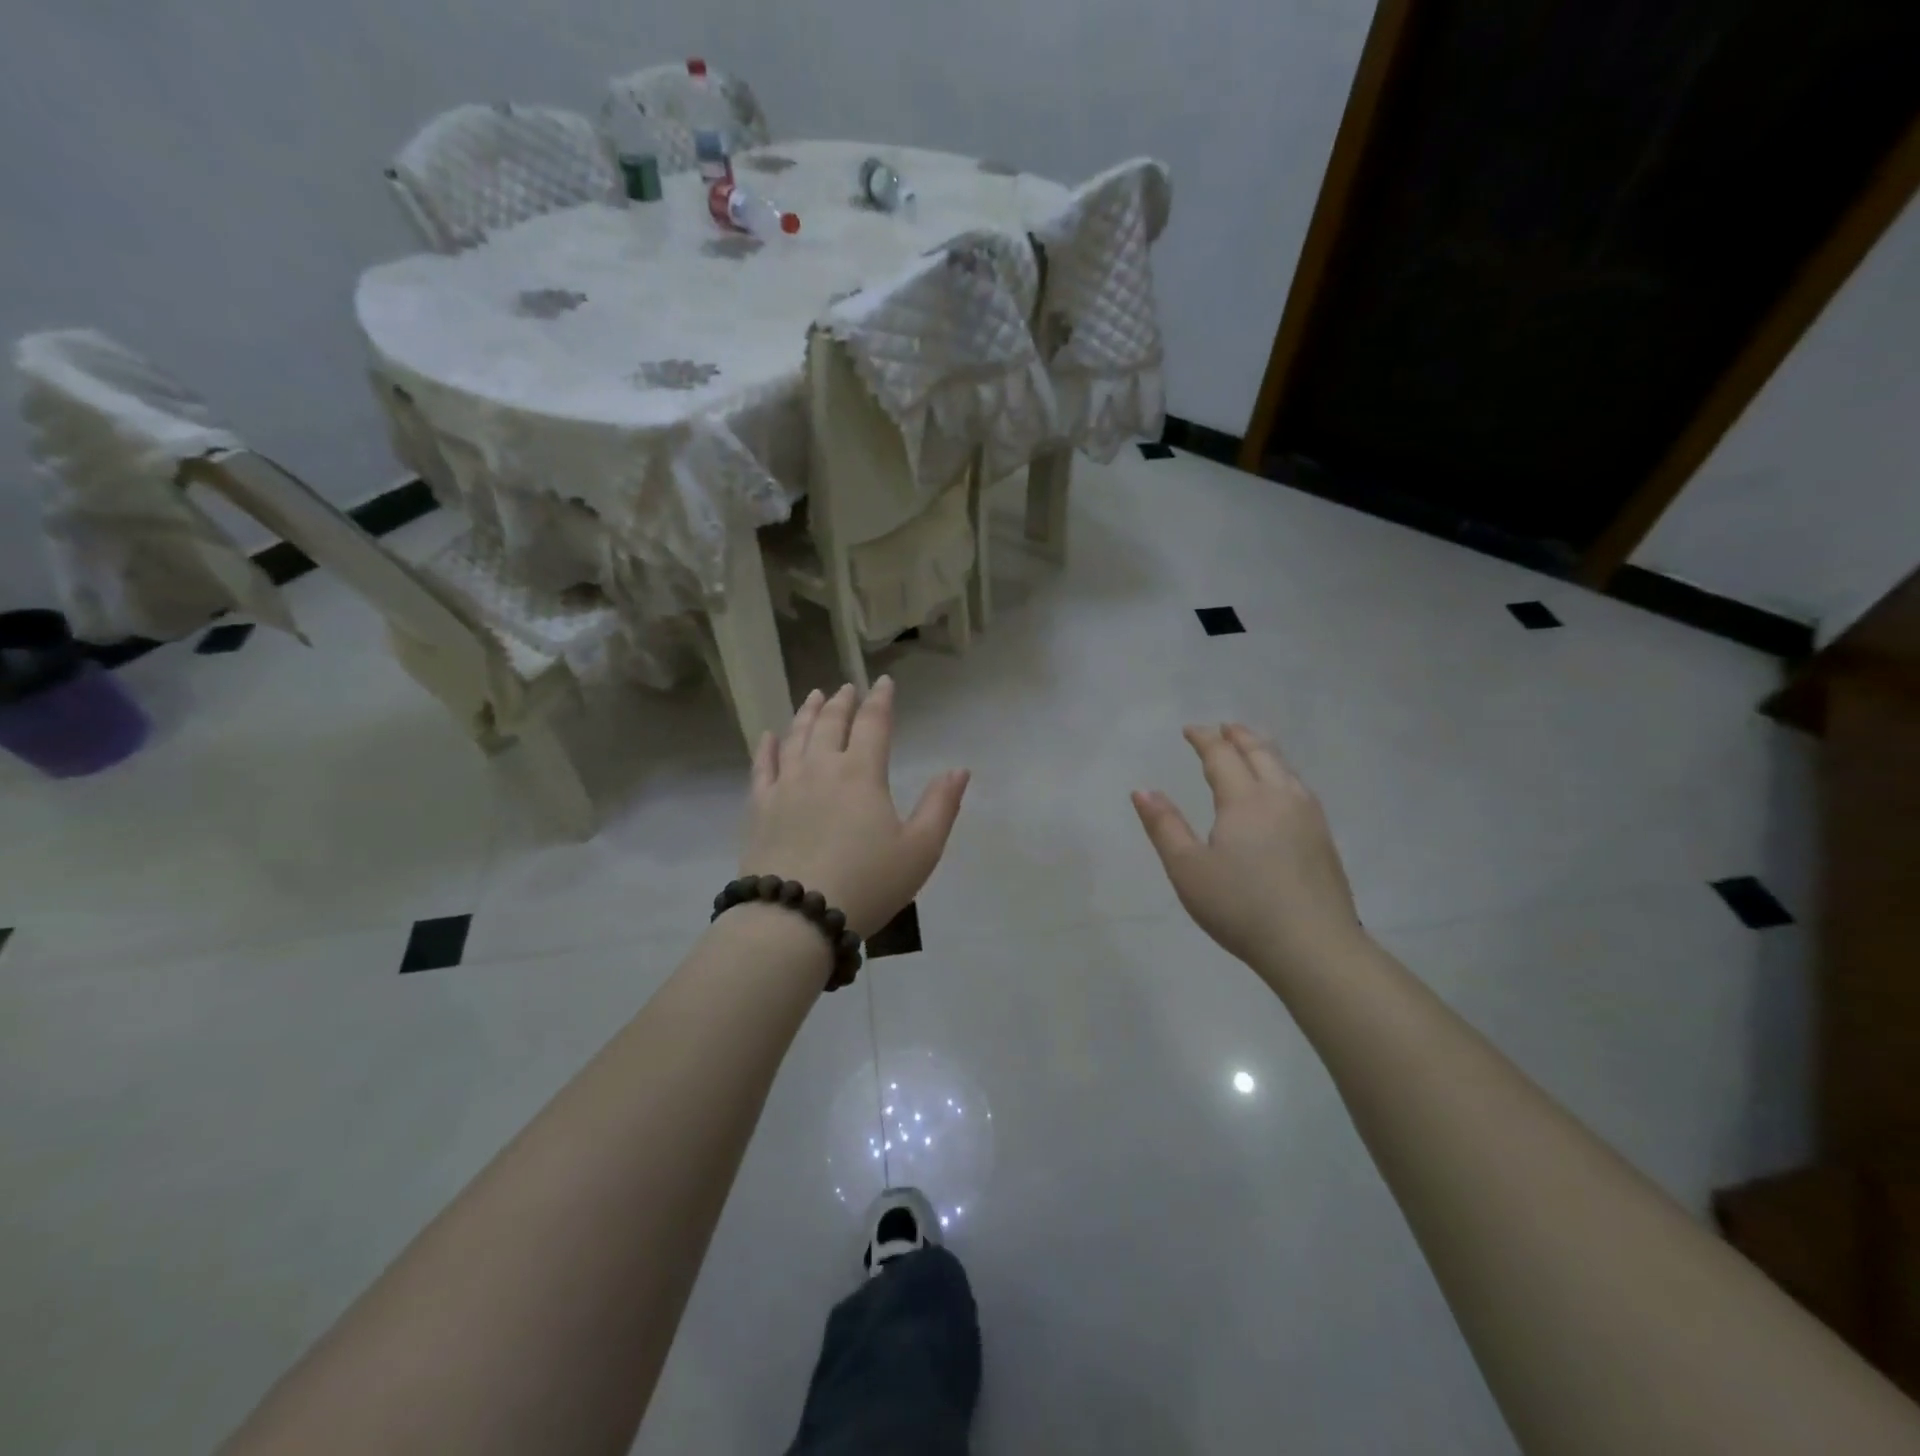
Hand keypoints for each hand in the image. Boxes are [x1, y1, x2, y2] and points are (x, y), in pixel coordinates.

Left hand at [741, 678, 969, 938]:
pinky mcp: (759, 807)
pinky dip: (767, 747)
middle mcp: (821, 768)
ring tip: (813, 697)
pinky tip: (768, 736)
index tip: (883, 682)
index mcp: (862, 773)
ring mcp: (785, 785)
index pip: (873, 723)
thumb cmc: (867, 883)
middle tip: (846, 688)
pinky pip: (762, 767)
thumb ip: (941, 806)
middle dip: (842, 702)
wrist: (796, 916)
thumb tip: (959, 769)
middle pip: (831, 723)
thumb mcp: (920, 850)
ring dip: (807, 713)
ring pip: (796, 737)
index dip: (880, 700)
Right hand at [1132, 723, 1363, 975]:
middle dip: (1238, 736)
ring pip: (1285, 768)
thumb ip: (1164, 826)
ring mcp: (1308, 816)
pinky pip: (1299, 786)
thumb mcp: (1187, 869)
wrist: (1313, 945)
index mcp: (1245, 799)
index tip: (1190, 730)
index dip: (1204, 739)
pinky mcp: (1323, 837)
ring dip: (1264, 750)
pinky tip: (1282, 788)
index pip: (1221, 756)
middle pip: (1260, 753)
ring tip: (1252, 747)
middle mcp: (1280, 796)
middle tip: (1223, 728)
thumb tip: (1141, 790)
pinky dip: (1282, 772)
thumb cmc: (1240, 906)